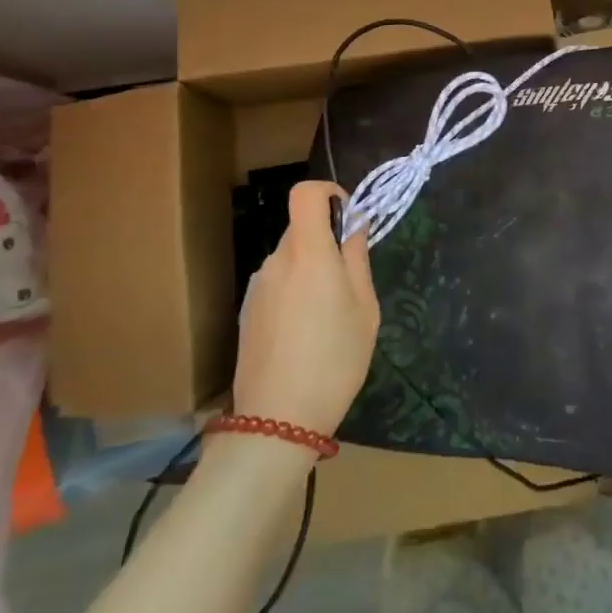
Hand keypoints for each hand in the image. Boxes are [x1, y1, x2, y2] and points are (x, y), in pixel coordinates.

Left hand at [232, 180, 380, 435]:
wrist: (277, 420)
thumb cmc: (335, 360)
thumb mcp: (365, 310)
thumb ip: (357, 259)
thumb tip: (354, 225)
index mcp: (308, 252)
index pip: (305, 193)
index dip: (328, 193)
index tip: (347, 217)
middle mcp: (277, 260)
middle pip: (300, 228)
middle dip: (326, 241)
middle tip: (349, 283)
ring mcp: (257, 286)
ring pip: (290, 258)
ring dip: (310, 270)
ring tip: (327, 317)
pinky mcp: (247, 310)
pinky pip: (277, 283)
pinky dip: (294, 292)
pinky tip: (303, 334)